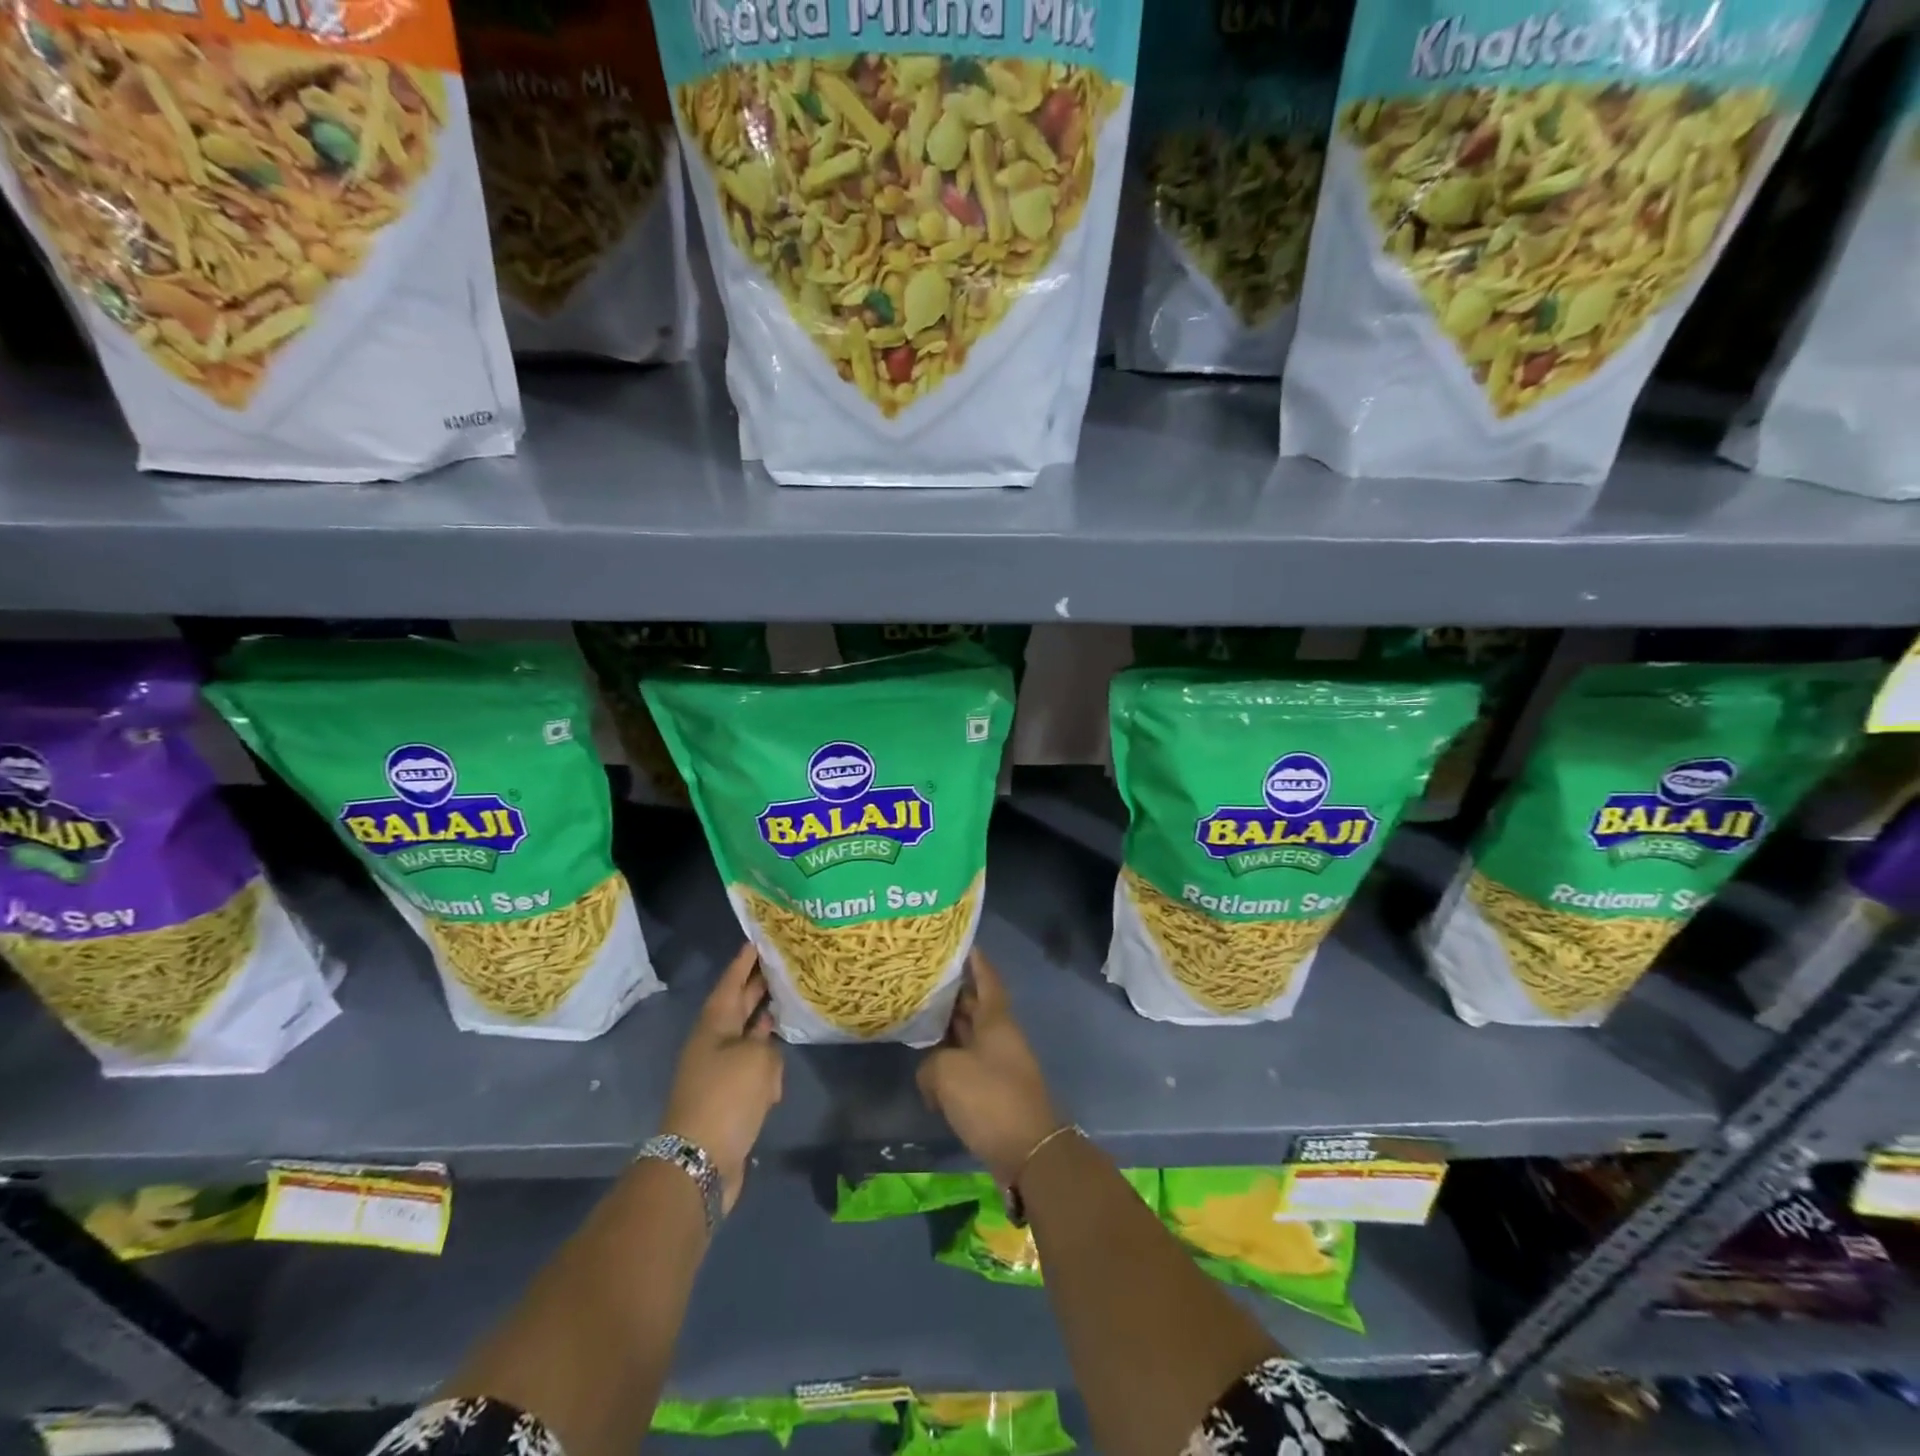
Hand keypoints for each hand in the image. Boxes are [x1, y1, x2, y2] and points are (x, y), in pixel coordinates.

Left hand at [661, 943, 783, 1213]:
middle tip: (780, 964)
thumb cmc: (726, 1097)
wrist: (699, 1161)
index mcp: (714, 1026)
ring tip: (786, 1003)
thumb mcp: (757, 1060)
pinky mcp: (729, 1098)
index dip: (743, 963)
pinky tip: (782, 1055)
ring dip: (764, 1022)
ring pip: (746, 1037)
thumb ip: (768, 1045)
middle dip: (756, 987)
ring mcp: (720, 1071)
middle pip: (738, 1007)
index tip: (757, 941)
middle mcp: (714, 1043)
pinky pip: (752, 1068)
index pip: (730, 984)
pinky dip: (766, 1060)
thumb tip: (766, 1053)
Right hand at [917, 950, 1062, 1187]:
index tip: (962, 944)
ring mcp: (1000, 1066)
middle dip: (954, 994)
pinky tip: (928, 1070)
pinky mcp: (995, 1094)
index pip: (988, 980)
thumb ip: (931, 1064)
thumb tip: (930, 1074)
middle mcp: (1000, 1037)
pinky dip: (950, 1063)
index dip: (976, 962)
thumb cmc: (990, 1099)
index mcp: (997, 1021)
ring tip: (919, 1020)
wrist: (1028, 1153)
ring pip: (971, 1037)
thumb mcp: (948, 1073)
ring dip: (949, 1030)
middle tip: (924, 981)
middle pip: (976, 1007)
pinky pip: (969, 1066)